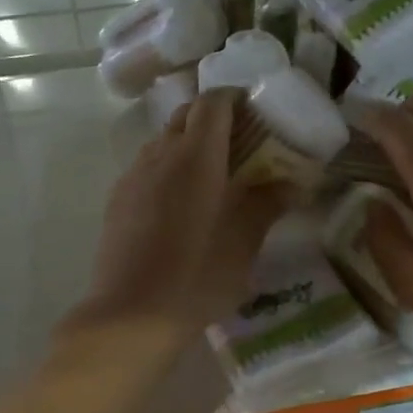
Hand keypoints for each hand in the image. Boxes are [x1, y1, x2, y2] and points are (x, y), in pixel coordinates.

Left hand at [69, 90, 288, 341]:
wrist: (131, 315)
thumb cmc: (198, 275)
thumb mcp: (245, 242)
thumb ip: (268, 203)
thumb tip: (294, 184)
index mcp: (197, 156)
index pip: (213, 103)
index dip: (234, 97)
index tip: (254, 110)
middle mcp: (161, 154)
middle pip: (185, 116)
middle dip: (212, 119)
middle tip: (240, 143)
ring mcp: (133, 176)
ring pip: (163, 141)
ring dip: (188, 144)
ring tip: (212, 175)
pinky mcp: (117, 200)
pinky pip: (146, 167)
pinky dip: (167, 168)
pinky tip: (181, 204)